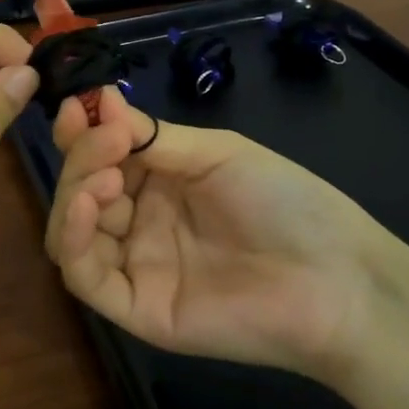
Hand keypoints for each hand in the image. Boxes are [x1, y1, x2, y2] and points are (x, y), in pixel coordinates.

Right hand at [43, 84, 406, 384]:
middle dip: (82, 158)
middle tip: (107, 141)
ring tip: (105, 177)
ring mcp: (136, 266)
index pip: (99, 154)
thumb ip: (153, 136)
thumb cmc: (284, 201)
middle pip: (81, 189)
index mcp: (159, 181)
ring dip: (74, 195)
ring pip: (73, 231)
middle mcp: (139, 221)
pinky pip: (86, 278)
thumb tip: (101, 99)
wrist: (335, 277)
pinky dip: (74, 239)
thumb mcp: (217, 153)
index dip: (81, 131)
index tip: (78, 108)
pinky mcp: (137, 309)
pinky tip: (88, 207)